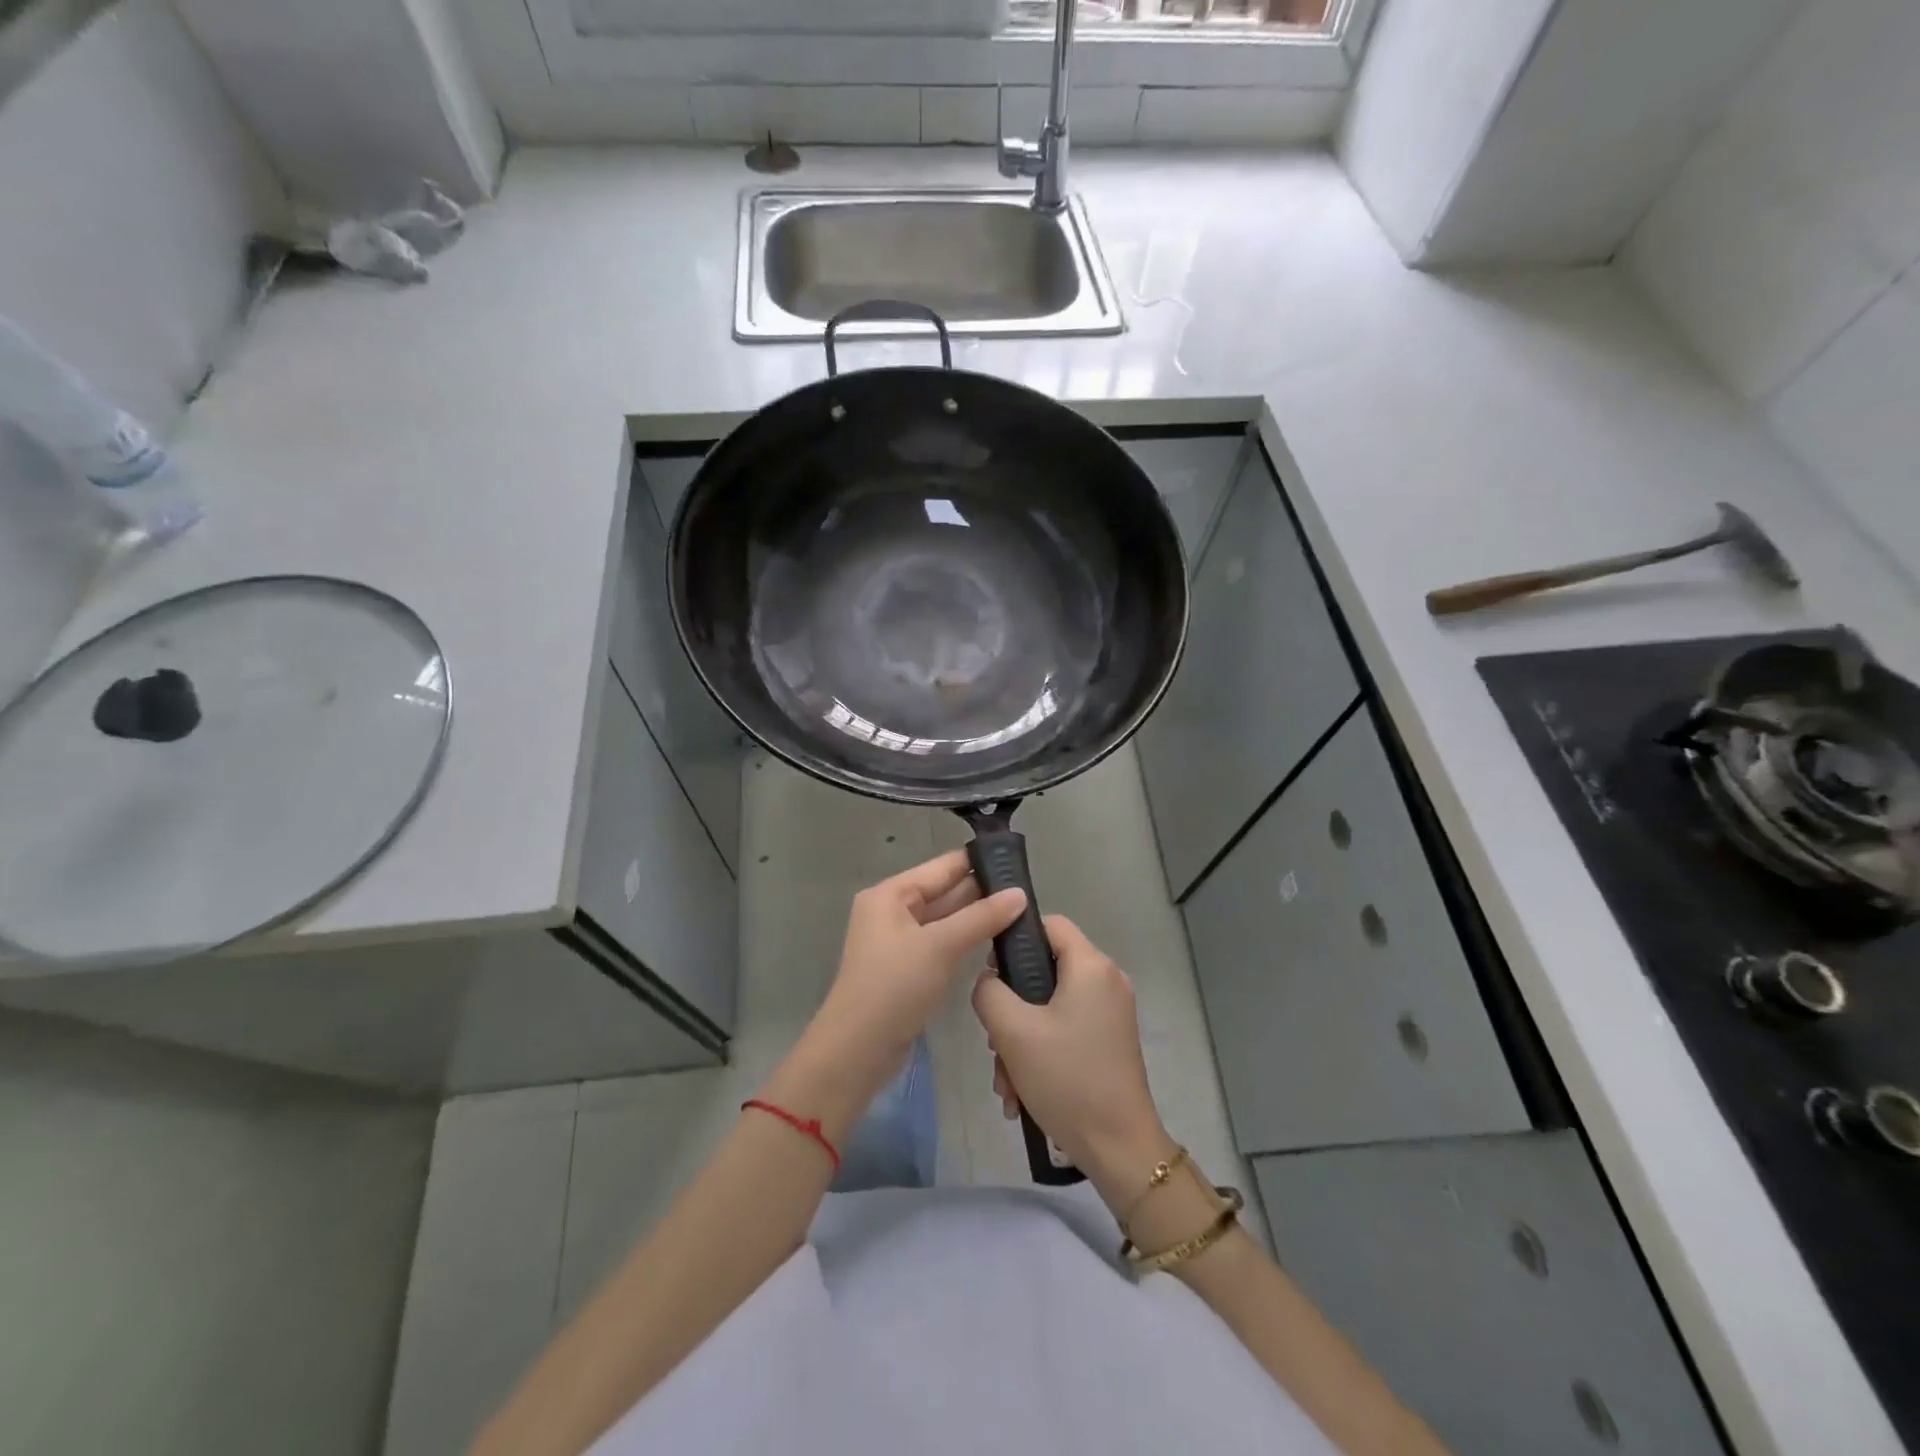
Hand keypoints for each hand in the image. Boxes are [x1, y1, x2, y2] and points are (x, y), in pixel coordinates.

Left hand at [770, 851, 1024, 1142]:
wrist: (858, 1050)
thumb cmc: (895, 987)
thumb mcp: (940, 946)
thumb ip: (982, 917)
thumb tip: (1020, 894)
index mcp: (891, 894)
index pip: (942, 867)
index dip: (978, 861)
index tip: (1018, 861)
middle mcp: (892, 911)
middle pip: (944, 892)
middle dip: (982, 891)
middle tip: (1029, 891)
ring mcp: (900, 942)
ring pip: (946, 920)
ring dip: (977, 917)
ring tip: (1023, 913)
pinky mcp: (908, 969)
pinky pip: (942, 944)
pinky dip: (966, 941)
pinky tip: (997, 941)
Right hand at [972, 915, 1173, 1210]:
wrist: (1119, 1148)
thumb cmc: (1066, 1078)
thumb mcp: (1012, 1031)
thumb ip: (988, 991)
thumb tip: (990, 979)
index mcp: (1091, 966)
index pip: (1048, 923)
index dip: (1015, 939)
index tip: (991, 973)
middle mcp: (1107, 980)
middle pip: (1046, 970)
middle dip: (1012, 1007)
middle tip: (995, 1042)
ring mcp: (1111, 1012)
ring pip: (1050, 1006)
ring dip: (1021, 1039)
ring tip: (1006, 1082)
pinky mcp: (1110, 1040)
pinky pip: (1065, 1029)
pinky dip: (1041, 1052)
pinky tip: (1022, 1092)